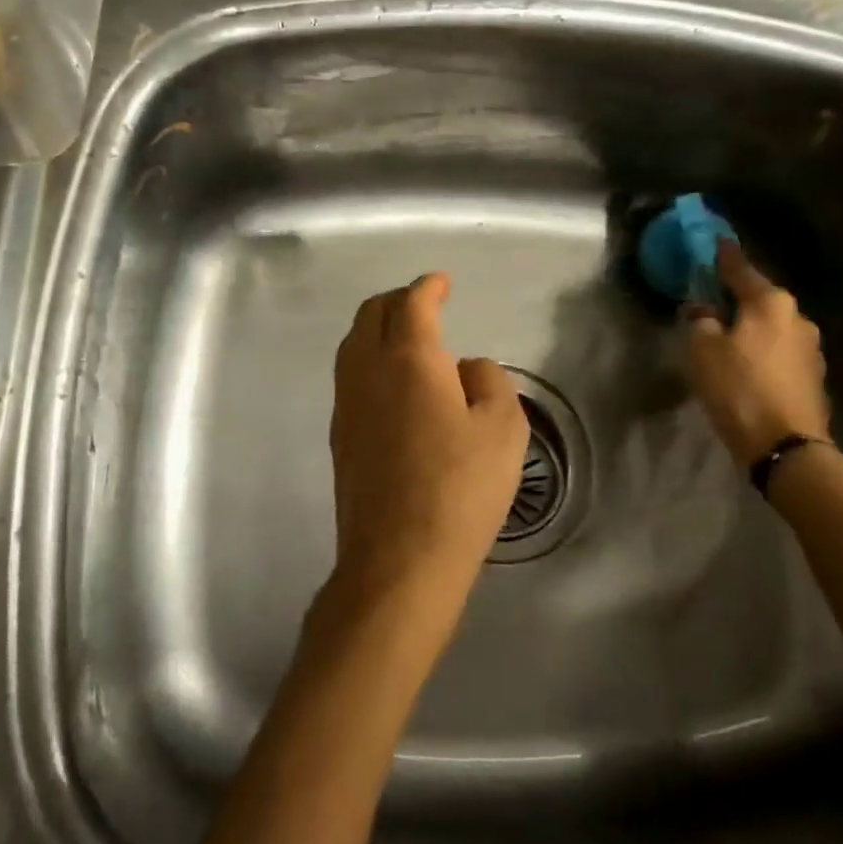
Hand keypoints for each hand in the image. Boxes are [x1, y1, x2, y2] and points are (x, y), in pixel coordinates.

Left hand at [326, 274, 529, 639]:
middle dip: (397, 300)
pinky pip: (350, 376)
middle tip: (424, 304)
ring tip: (406, 338)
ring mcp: (346, 404)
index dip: (429, 287)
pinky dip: (369, 360)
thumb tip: (464, 369)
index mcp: (409, 359)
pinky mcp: (339, 436)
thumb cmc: (461, 489)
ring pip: (353, 344)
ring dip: (377, 328)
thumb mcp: (504, 428)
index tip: (442, 283)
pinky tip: (391, 384)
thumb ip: (488, 380)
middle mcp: (367, 371)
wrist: (398, 560)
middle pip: (372, 315)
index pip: (412, 304)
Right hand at [684, 243, 830, 464]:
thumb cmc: (739, 388)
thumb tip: (702, 311)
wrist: (785, 445)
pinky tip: (745, 365)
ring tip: (726, 337)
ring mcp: (810, 349)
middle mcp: (797, 318)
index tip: (717, 241)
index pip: (741, 270)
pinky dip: (761, 352)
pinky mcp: (812, 377)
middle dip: (737, 298)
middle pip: (760, 299)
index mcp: (771, 303)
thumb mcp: (703, 351)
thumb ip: (700, 322)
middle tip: (712, 299)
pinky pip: (779, 352)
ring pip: (771, 327)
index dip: (724, 256)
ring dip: (750, 328)